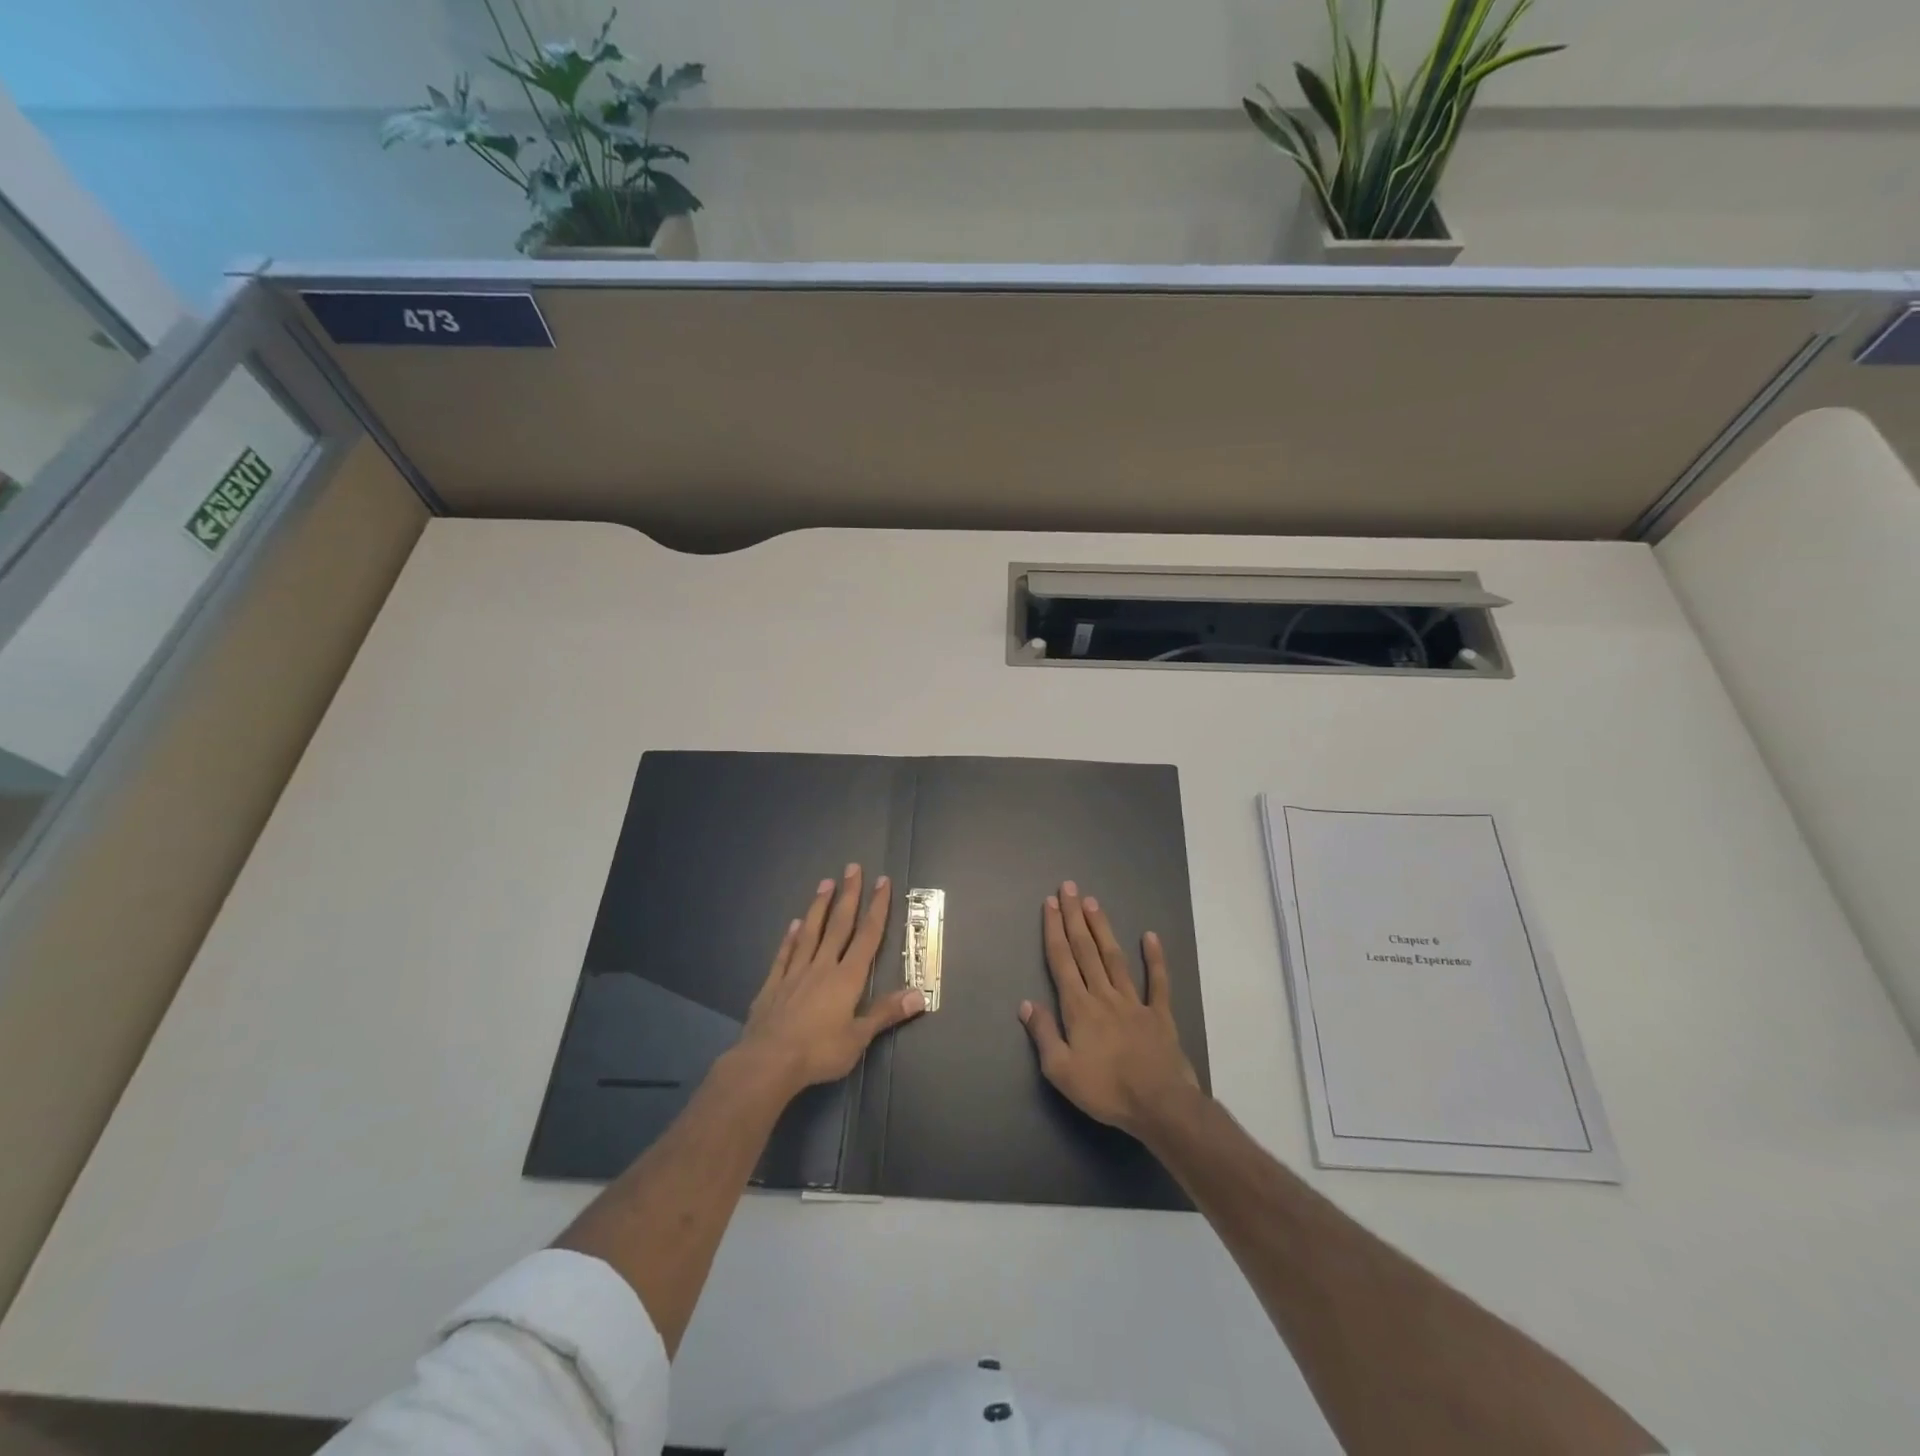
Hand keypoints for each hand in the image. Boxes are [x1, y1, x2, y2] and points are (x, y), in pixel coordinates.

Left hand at [736, 864, 925, 1097]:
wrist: (768, 1062)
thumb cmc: (819, 1051)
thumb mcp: (859, 1038)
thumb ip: (886, 1013)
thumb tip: (919, 994)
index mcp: (847, 978)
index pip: (867, 936)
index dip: (877, 908)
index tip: (881, 882)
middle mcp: (822, 966)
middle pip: (839, 925)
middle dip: (849, 895)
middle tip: (852, 868)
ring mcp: (795, 973)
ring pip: (810, 932)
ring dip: (819, 907)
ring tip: (825, 883)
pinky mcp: (773, 985)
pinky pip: (784, 954)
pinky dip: (790, 938)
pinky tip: (793, 924)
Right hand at [1019, 881, 1199, 1137]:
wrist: (1159, 1104)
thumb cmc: (1106, 1090)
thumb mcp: (1061, 1071)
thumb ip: (1043, 1034)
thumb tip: (1026, 1004)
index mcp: (1078, 1008)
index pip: (1062, 961)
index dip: (1054, 930)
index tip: (1049, 903)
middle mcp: (1104, 995)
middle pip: (1086, 950)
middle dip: (1074, 917)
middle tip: (1069, 888)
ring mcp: (1134, 1001)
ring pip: (1115, 957)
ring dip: (1102, 928)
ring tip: (1093, 903)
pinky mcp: (1160, 1014)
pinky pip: (1157, 982)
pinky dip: (1155, 958)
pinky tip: (1150, 936)